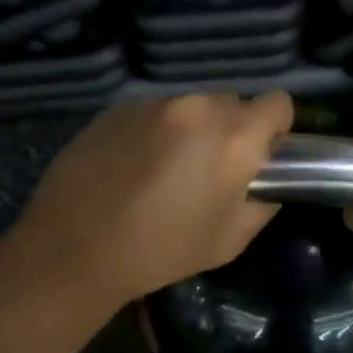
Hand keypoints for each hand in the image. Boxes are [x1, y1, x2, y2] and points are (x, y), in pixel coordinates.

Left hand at [8, 92, 293, 311]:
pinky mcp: (118, 108)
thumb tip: (265, 180)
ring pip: (191, 107)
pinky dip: (154, 132)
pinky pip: (153, 112)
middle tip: (209, 170)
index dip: (275, 129)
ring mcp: (154, 103)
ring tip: (164, 170)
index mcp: (233, 136)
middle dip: (230, 131)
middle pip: (232, 103)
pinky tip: (131, 167)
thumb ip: (262, 201)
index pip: (278, 102)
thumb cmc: (162, 250)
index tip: (259, 157)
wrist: (74, 247)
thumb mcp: (230, 239)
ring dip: (190, 130)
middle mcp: (197, 107)